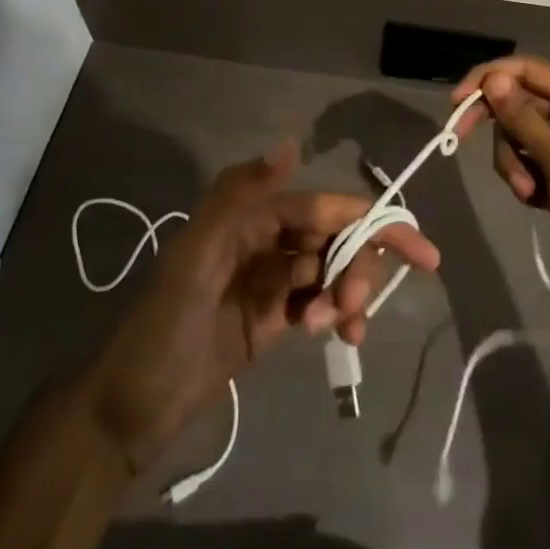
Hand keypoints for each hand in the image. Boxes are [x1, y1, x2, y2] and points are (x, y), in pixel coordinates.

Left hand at [81, 142, 439, 474]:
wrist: (131, 404)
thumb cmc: (165, 321)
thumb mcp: (196, 252)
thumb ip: (240, 193)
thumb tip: (293, 143)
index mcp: (251, 216)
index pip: (323, 208)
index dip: (371, 220)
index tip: (418, 246)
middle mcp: (266, 240)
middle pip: (334, 238)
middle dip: (360, 265)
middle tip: (356, 306)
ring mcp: (272, 281)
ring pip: (332, 271)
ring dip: (350, 292)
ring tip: (343, 327)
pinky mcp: (274, 319)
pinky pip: (321, 304)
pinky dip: (340, 315)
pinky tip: (344, 337)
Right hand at [453, 56, 549, 324]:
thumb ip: (524, 119)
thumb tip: (493, 79)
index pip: (528, 70)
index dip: (490, 79)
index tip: (457, 101)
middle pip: (520, 102)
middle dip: (501, 128)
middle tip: (460, 137)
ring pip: (519, 134)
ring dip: (513, 161)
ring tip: (528, 192)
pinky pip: (528, 160)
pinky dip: (524, 177)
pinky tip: (536, 201)